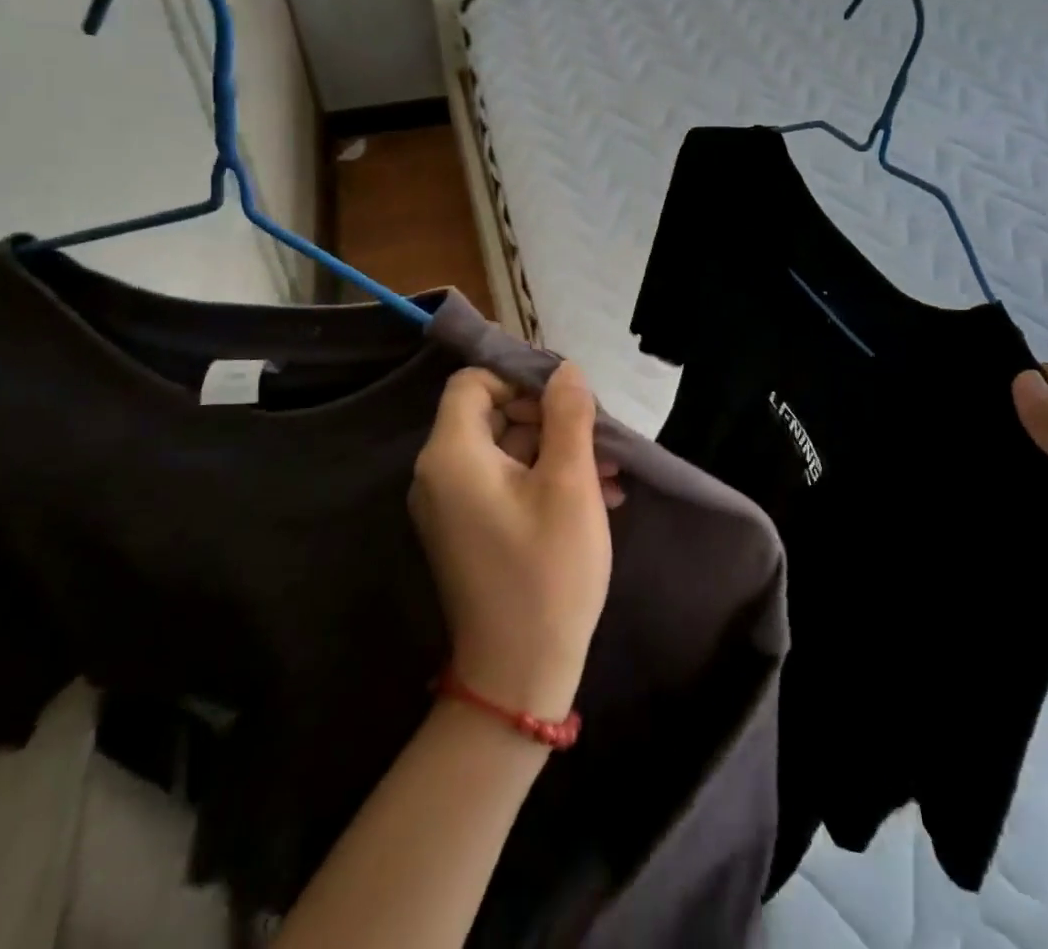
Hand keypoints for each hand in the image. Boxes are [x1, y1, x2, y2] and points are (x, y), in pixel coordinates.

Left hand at [410, 362, 615, 722]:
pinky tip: (595, 496)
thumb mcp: (570, 484)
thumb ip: (568, 416)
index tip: (567, 394)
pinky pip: (502, 482)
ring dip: (555, 449)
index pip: (473, 382)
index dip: (518, 376)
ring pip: (504, 449)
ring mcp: (449, 506)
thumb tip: (565, 370)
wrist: (518, 676)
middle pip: (491, 414)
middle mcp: (438, 474)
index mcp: (452, 455)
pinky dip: (542, 478)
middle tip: (599, 436)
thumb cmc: (547, 572)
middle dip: (548, 416)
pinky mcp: (466, 530)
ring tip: (609, 471)